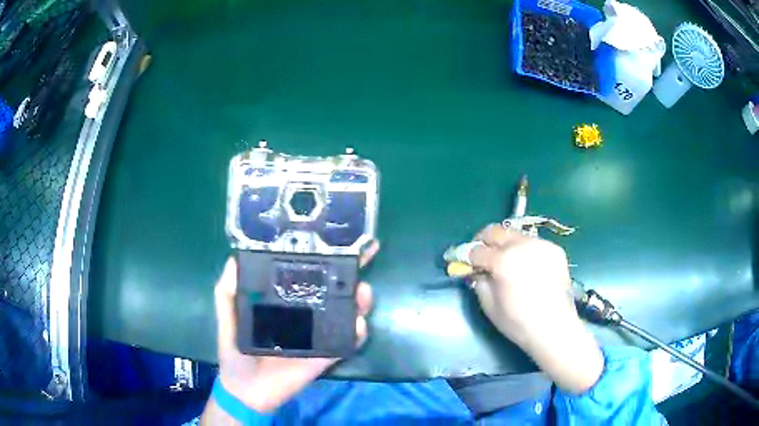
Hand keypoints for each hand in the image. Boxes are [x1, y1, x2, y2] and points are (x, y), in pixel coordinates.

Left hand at [202, 242, 378, 421]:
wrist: (245, 389)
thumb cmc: (235, 351)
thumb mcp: (227, 317)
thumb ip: (227, 292)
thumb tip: (233, 260)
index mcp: (284, 302)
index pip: (306, 275)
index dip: (322, 258)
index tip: (339, 239)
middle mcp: (305, 314)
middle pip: (333, 291)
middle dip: (351, 274)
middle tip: (363, 258)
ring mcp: (317, 335)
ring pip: (345, 314)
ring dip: (360, 302)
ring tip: (362, 292)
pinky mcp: (324, 356)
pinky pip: (345, 344)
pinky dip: (356, 335)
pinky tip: (358, 324)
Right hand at [469, 225, 602, 393]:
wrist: (555, 328)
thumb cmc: (518, 323)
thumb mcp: (489, 306)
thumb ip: (479, 282)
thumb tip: (475, 270)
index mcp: (503, 261)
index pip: (477, 250)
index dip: (466, 256)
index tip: (462, 260)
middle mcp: (523, 245)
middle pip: (496, 231)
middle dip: (484, 240)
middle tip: (481, 254)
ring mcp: (541, 245)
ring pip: (515, 234)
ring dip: (505, 244)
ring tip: (505, 261)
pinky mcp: (554, 249)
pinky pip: (532, 243)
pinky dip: (524, 250)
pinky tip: (526, 266)